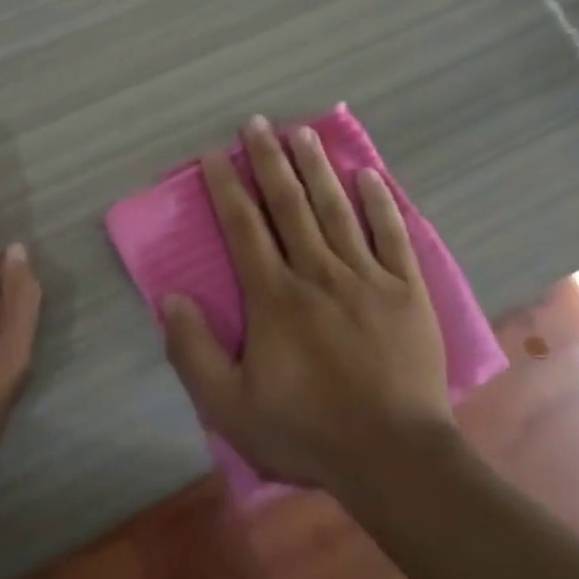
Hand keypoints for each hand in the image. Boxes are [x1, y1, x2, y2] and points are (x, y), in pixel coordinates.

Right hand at [160, 117, 454, 490]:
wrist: (392, 456)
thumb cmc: (306, 430)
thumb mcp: (229, 406)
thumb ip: (193, 351)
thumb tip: (171, 298)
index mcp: (274, 297)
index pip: (244, 228)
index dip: (227, 187)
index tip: (216, 154)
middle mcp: (318, 273)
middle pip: (289, 205)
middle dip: (270, 161)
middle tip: (258, 123)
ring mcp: (367, 277)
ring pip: (337, 210)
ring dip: (317, 168)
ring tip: (303, 133)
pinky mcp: (406, 290)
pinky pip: (392, 235)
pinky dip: (380, 203)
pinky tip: (369, 175)